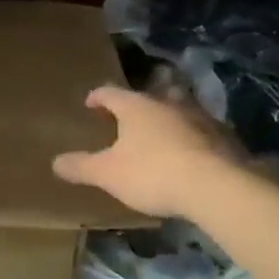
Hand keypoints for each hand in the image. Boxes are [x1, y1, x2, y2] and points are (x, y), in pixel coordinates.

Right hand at [51, 85, 242, 219]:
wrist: (216, 186)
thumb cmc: (152, 173)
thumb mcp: (108, 174)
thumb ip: (81, 167)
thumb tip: (55, 162)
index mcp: (136, 106)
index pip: (110, 93)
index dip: (97, 97)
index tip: (90, 104)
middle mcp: (168, 103)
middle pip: (149, 97)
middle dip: (138, 106)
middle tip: (128, 118)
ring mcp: (199, 117)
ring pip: (179, 110)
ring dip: (167, 119)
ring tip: (160, 134)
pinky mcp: (223, 137)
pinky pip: (201, 132)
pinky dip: (192, 138)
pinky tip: (190, 154)